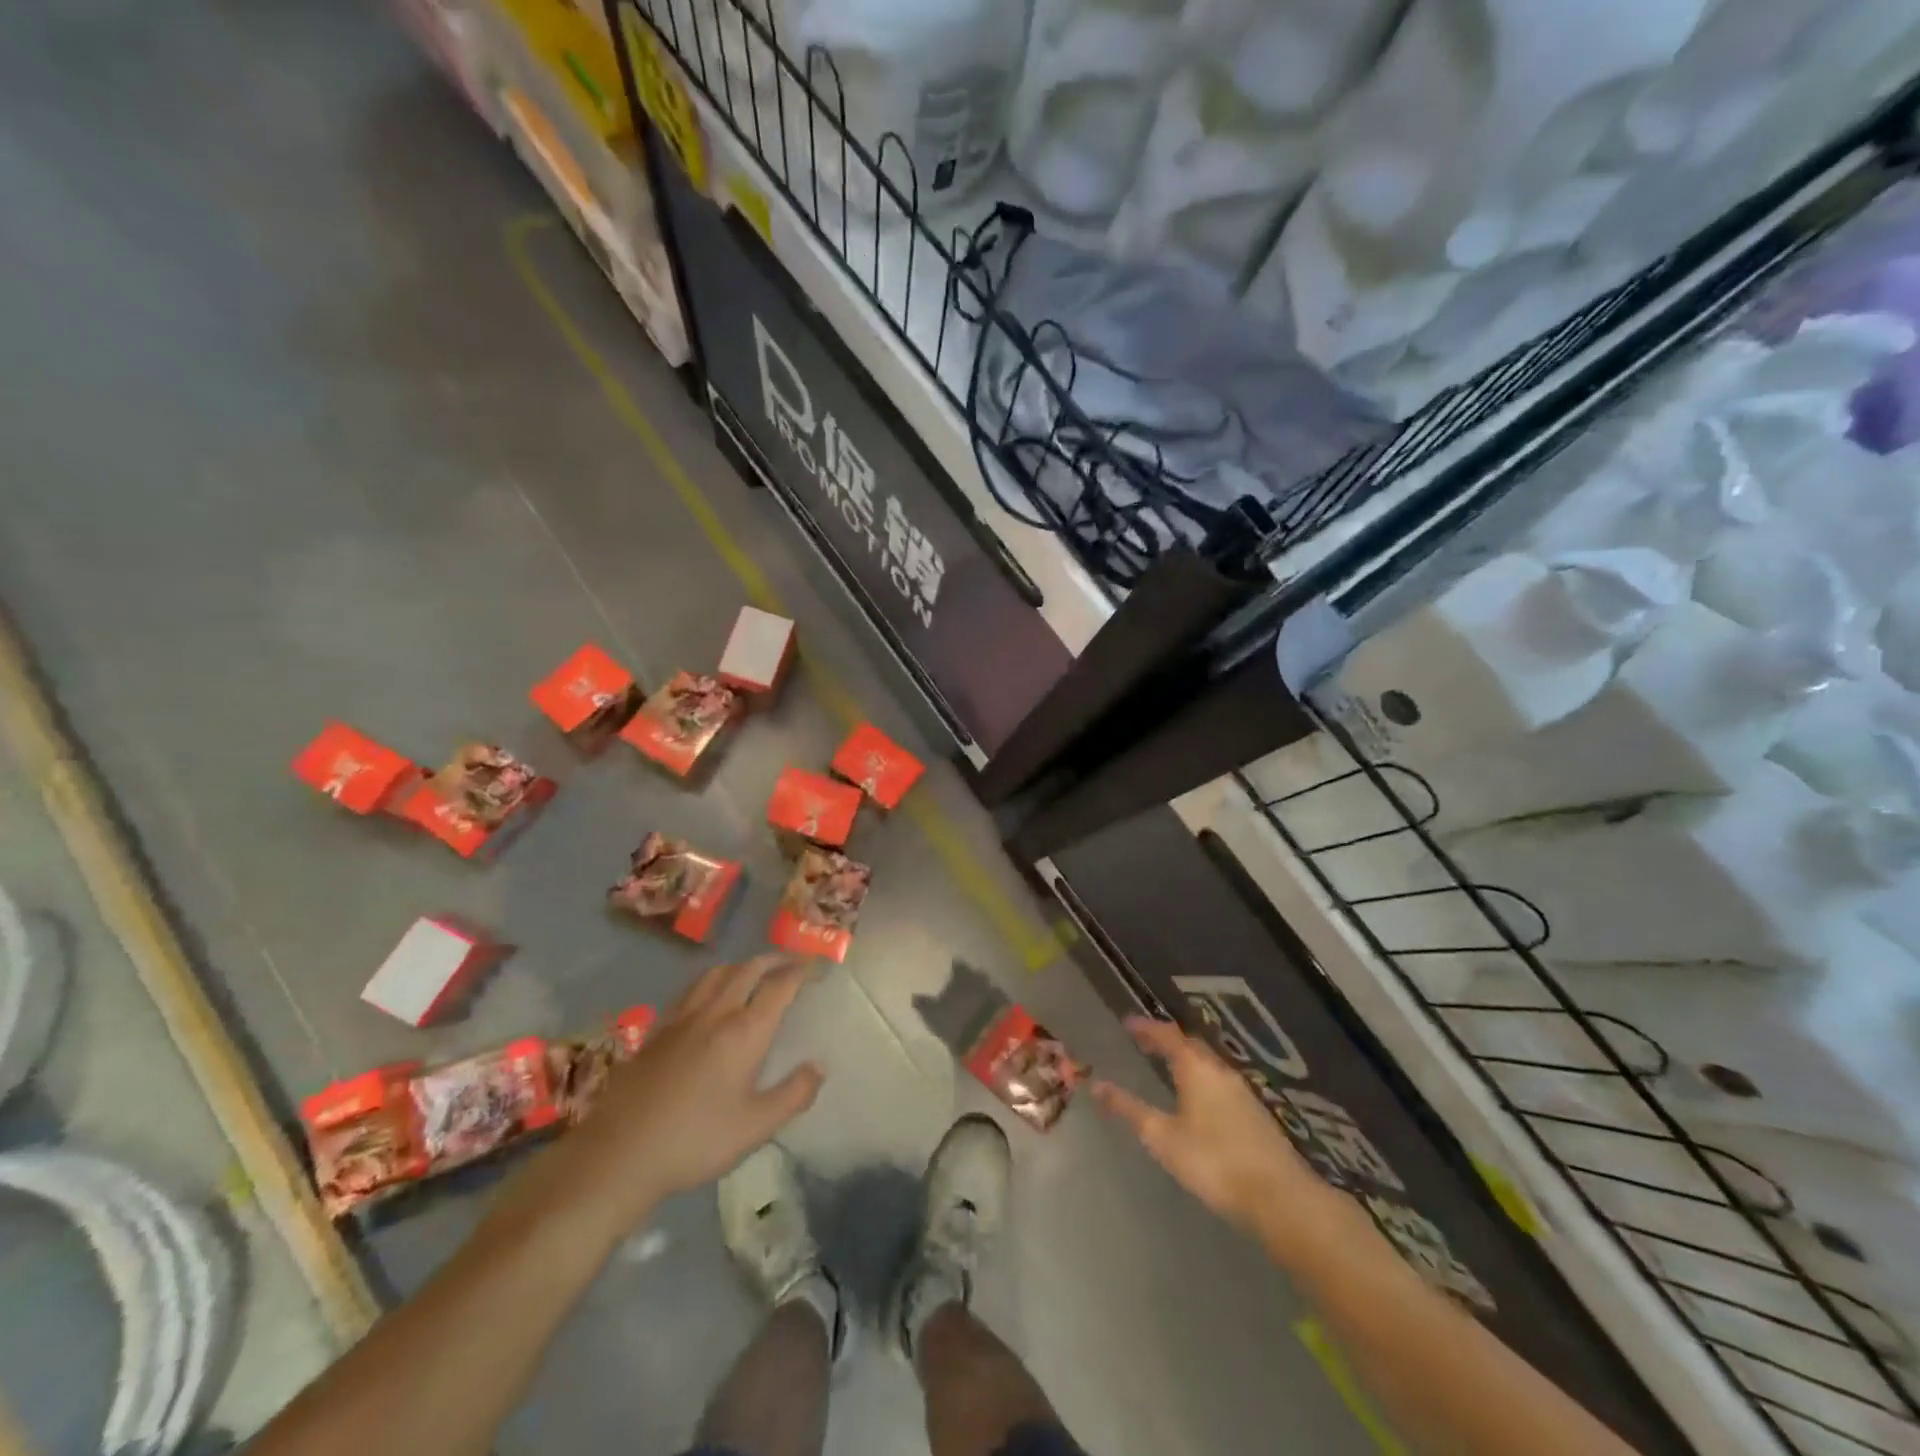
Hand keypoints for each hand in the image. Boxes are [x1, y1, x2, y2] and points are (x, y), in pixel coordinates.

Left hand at [560, 955, 823, 1229]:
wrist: (619, 1153)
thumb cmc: (695, 1140)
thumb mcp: (755, 1127)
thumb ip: (793, 1094)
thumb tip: (819, 1066)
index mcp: (744, 1031)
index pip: (779, 986)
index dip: (800, 971)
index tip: (814, 963)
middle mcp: (715, 1013)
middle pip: (748, 970)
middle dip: (772, 960)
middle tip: (790, 962)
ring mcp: (681, 1018)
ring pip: (716, 973)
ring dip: (741, 965)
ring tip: (753, 971)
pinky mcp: (656, 1030)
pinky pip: (691, 990)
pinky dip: (711, 981)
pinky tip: (708, 997)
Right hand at [1094, 1017, 1312, 1233]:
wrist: (1280, 1197)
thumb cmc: (1214, 1162)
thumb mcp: (1163, 1138)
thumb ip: (1130, 1110)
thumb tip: (1097, 1085)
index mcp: (1196, 1068)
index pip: (1167, 1035)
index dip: (1146, 1027)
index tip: (1127, 1022)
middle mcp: (1220, 1071)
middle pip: (1191, 1045)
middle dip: (1167, 1040)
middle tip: (1145, 1042)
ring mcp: (1242, 1091)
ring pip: (1208, 1063)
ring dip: (1186, 1059)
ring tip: (1168, 1066)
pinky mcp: (1255, 1113)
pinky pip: (1220, 1081)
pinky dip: (1201, 1077)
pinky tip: (1198, 1099)